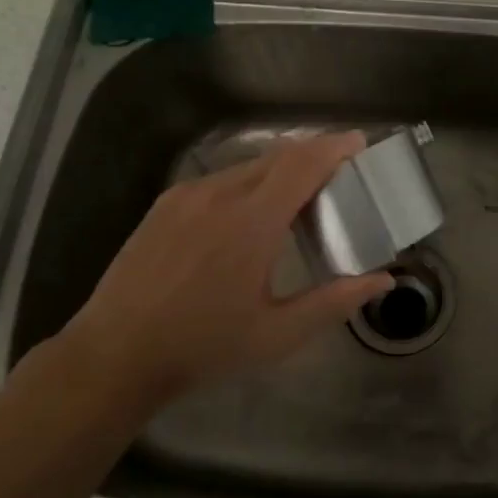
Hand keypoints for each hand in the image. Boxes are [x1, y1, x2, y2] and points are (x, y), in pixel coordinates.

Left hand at [56, 131, 392, 419]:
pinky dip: (248, 183)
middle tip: (338, 175)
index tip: (359, 143)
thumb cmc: (203, 347)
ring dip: (279, 171)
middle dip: (313, 157)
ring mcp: (187, 195)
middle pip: (278, 157)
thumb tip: (383, 282)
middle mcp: (219, 195)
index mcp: (252, 222)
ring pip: (247, 167)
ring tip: (297, 197)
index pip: (302, 164)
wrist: (114, 355)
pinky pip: (219, 180)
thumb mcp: (278, 334)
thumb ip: (335, 302)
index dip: (334, 147)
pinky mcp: (165, 204)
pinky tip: (249, 214)